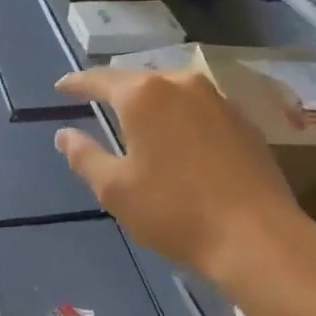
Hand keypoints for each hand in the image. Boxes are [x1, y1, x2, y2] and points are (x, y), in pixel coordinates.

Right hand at [52, 67, 315, 289]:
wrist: (255, 235)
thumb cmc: (173, 211)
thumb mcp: (115, 189)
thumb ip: (85, 156)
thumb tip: (64, 135)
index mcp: (144, 95)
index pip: (100, 80)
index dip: (77, 83)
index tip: (61, 87)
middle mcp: (182, 84)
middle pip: (139, 80)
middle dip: (115, 90)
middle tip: (95, 100)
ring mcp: (218, 100)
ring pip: (172, 91)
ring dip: (149, 102)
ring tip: (134, 117)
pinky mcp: (243, 121)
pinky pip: (198, 108)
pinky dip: (178, 116)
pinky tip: (175, 137)